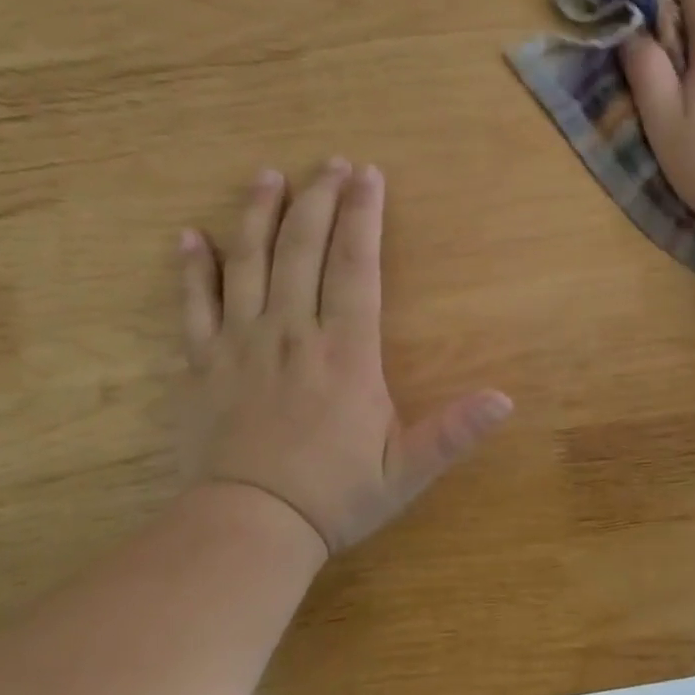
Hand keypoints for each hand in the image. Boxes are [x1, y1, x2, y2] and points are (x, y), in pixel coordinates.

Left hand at [179, 161, 511, 558]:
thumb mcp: (404, 471)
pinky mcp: (202, 365)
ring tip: (268, 177)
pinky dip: (192, 269)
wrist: (248, 530)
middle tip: (329, 164)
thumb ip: (452, 432)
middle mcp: (291, 334)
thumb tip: (505, 400)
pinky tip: (189, 236)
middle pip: (302, 250)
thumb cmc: (333, 498)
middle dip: (318, 200)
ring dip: (258, 216)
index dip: (363, 216)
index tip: (368, 175)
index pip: (354, 266)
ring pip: (247, 264)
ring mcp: (240, 345)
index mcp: (344, 353)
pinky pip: (193, 306)